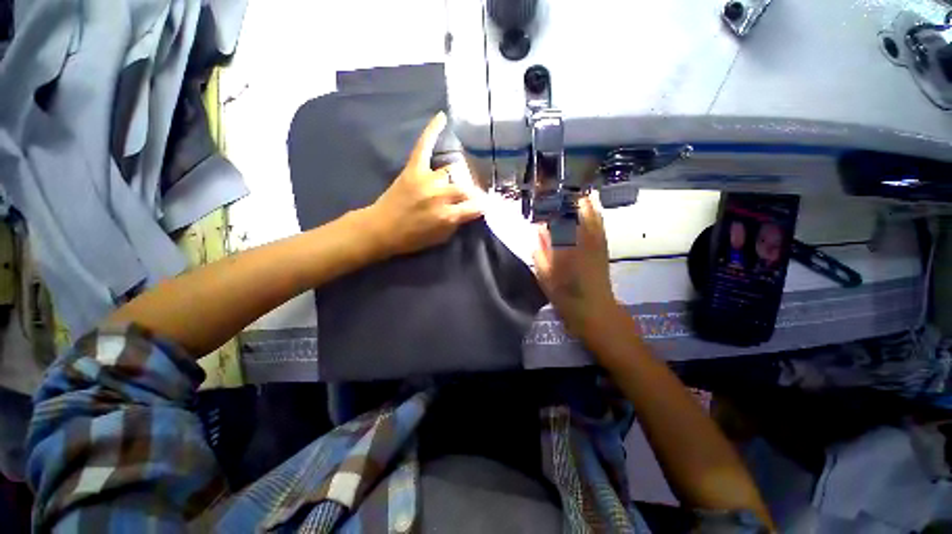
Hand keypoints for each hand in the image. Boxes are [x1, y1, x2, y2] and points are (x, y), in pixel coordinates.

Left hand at [367, 112, 483, 257]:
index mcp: (447, 216)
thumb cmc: (412, 238)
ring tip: (462, 177)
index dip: (483, 206)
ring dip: (458, 176)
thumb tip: (470, 209)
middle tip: (472, 194)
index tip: (487, 205)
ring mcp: (427, 180)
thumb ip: (457, 222)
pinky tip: (443, 117)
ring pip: (452, 170)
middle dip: (472, 192)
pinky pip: (424, 146)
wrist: (381, 229)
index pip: (475, 206)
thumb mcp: (441, 238)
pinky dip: (432, 131)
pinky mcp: (413, 169)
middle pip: (466, 187)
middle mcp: (440, 195)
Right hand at [532, 194, 619, 339]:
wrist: (595, 310)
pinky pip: (599, 223)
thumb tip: (538, 229)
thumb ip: (540, 250)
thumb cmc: (566, 296)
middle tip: (557, 186)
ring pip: (591, 212)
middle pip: (578, 209)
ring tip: (571, 190)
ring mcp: (597, 240)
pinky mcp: (604, 245)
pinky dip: (593, 211)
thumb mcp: (545, 275)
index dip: (551, 201)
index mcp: (566, 245)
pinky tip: (588, 206)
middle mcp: (583, 238)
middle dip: (568, 195)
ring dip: (582, 200)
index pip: (558, 215)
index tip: (543, 191)